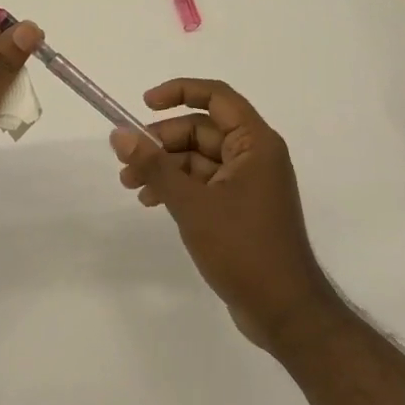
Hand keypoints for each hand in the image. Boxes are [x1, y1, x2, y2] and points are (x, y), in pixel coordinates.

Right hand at [111, 79, 337, 349]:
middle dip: (162, 141)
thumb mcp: (192, 204)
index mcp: (255, 143)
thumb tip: (119, 134)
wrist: (284, 312)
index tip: (144, 104)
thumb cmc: (243, 248)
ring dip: (165, 166)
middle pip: (202, 129)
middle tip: (127, 160)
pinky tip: (151, 201)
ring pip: (199, 158)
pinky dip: (178, 186)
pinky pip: (204, 182)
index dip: (179, 92)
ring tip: (130, 185)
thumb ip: (155, 166)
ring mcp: (248, 183)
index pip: (216, 97)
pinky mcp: (240, 208)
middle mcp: (255, 155)